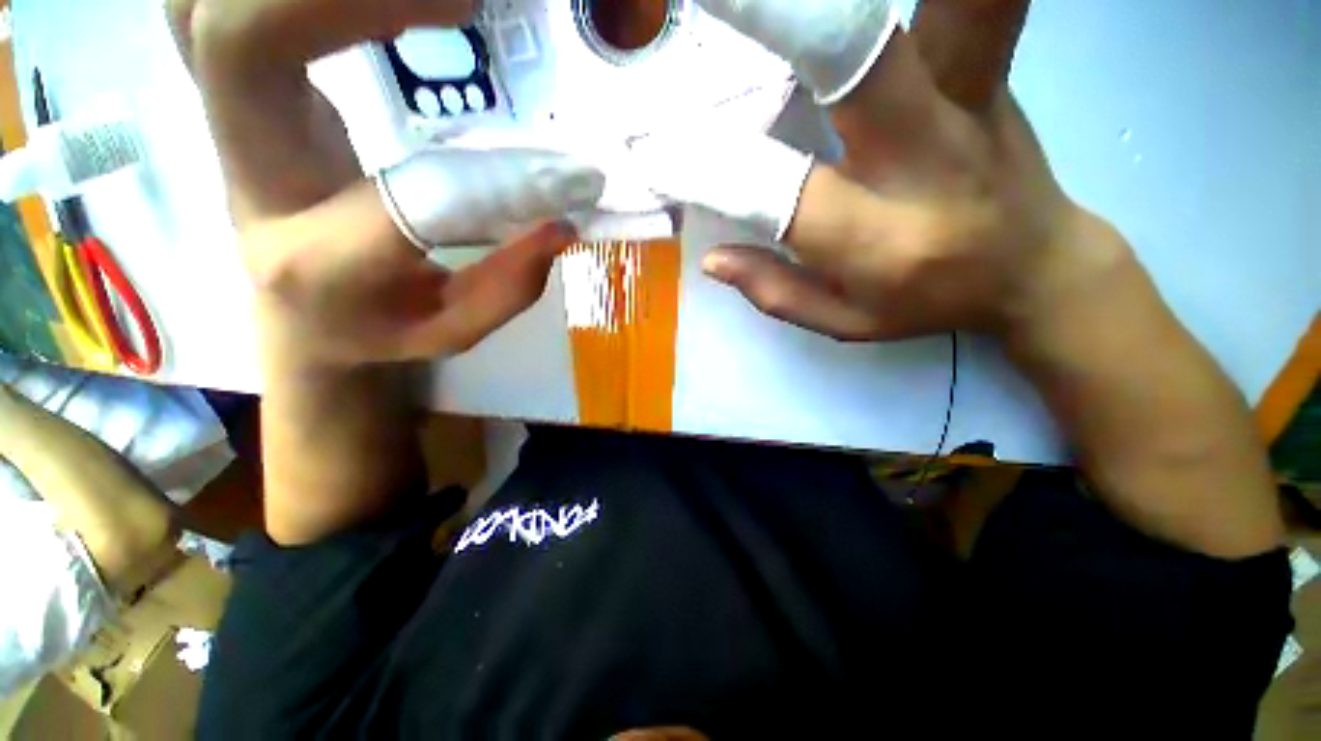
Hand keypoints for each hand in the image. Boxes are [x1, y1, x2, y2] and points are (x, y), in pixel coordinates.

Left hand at [166, 0, 594, 366]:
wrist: (299, 317)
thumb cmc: (378, 331)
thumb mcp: (456, 332)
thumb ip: (511, 286)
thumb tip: (563, 223)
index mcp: (321, 264)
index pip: (402, 198)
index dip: (488, 173)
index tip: (561, 155)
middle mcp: (253, 177)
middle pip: (233, 40)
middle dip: (336, 1)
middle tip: (460, 8)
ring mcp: (229, 123)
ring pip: (201, 8)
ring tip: (429, 3)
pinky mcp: (236, 91)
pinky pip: (219, 6)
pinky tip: (366, 3)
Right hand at [678, 0, 1128, 342]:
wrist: (1035, 265)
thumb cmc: (930, 300)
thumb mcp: (847, 320)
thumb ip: (778, 293)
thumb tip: (712, 260)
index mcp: (879, 237)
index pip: (778, 194)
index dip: (708, 170)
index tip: (655, 153)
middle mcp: (924, 151)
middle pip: (857, 56)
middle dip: (783, 13)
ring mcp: (967, 91)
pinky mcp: (987, 60)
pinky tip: (847, 0)